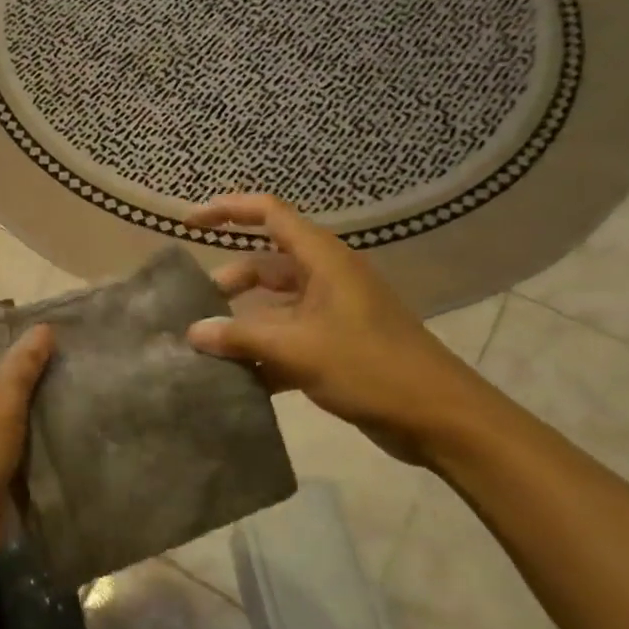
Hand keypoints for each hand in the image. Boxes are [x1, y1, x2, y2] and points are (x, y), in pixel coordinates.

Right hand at [183, 193, 508, 466]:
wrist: (440, 418)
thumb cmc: (370, 367)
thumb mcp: (297, 349)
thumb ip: (240, 337)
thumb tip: (192, 332)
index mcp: (322, 260)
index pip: (269, 213)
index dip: (228, 210)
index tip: (189, 224)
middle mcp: (325, 278)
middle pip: (265, 265)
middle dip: (228, 283)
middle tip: (193, 308)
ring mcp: (331, 313)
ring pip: (273, 307)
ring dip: (242, 324)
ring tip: (206, 348)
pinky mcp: (335, 346)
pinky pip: (287, 339)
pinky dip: (262, 353)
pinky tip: (236, 379)